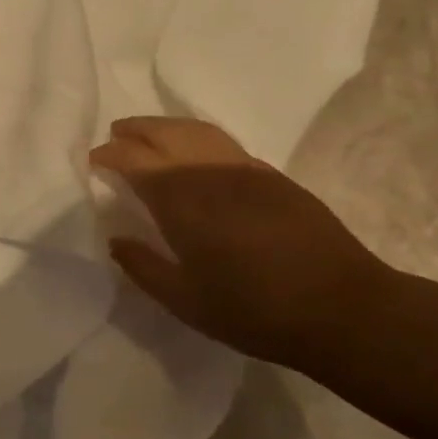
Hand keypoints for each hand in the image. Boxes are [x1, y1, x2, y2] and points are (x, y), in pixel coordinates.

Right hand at [90, 116, 394, 368]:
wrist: (343, 309)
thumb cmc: (255, 311)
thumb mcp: (186, 302)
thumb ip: (143, 267)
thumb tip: (116, 240)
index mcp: (182, 200)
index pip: (134, 159)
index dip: (109, 154)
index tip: (93, 160)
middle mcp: (210, 172)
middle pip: (165, 132)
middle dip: (135, 129)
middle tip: (115, 135)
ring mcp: (246, 169)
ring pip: (197, 130)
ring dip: (166, 126)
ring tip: (149, 135)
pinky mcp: (273, 176)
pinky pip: (223, 143)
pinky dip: (197, 138)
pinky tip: (195, 156)